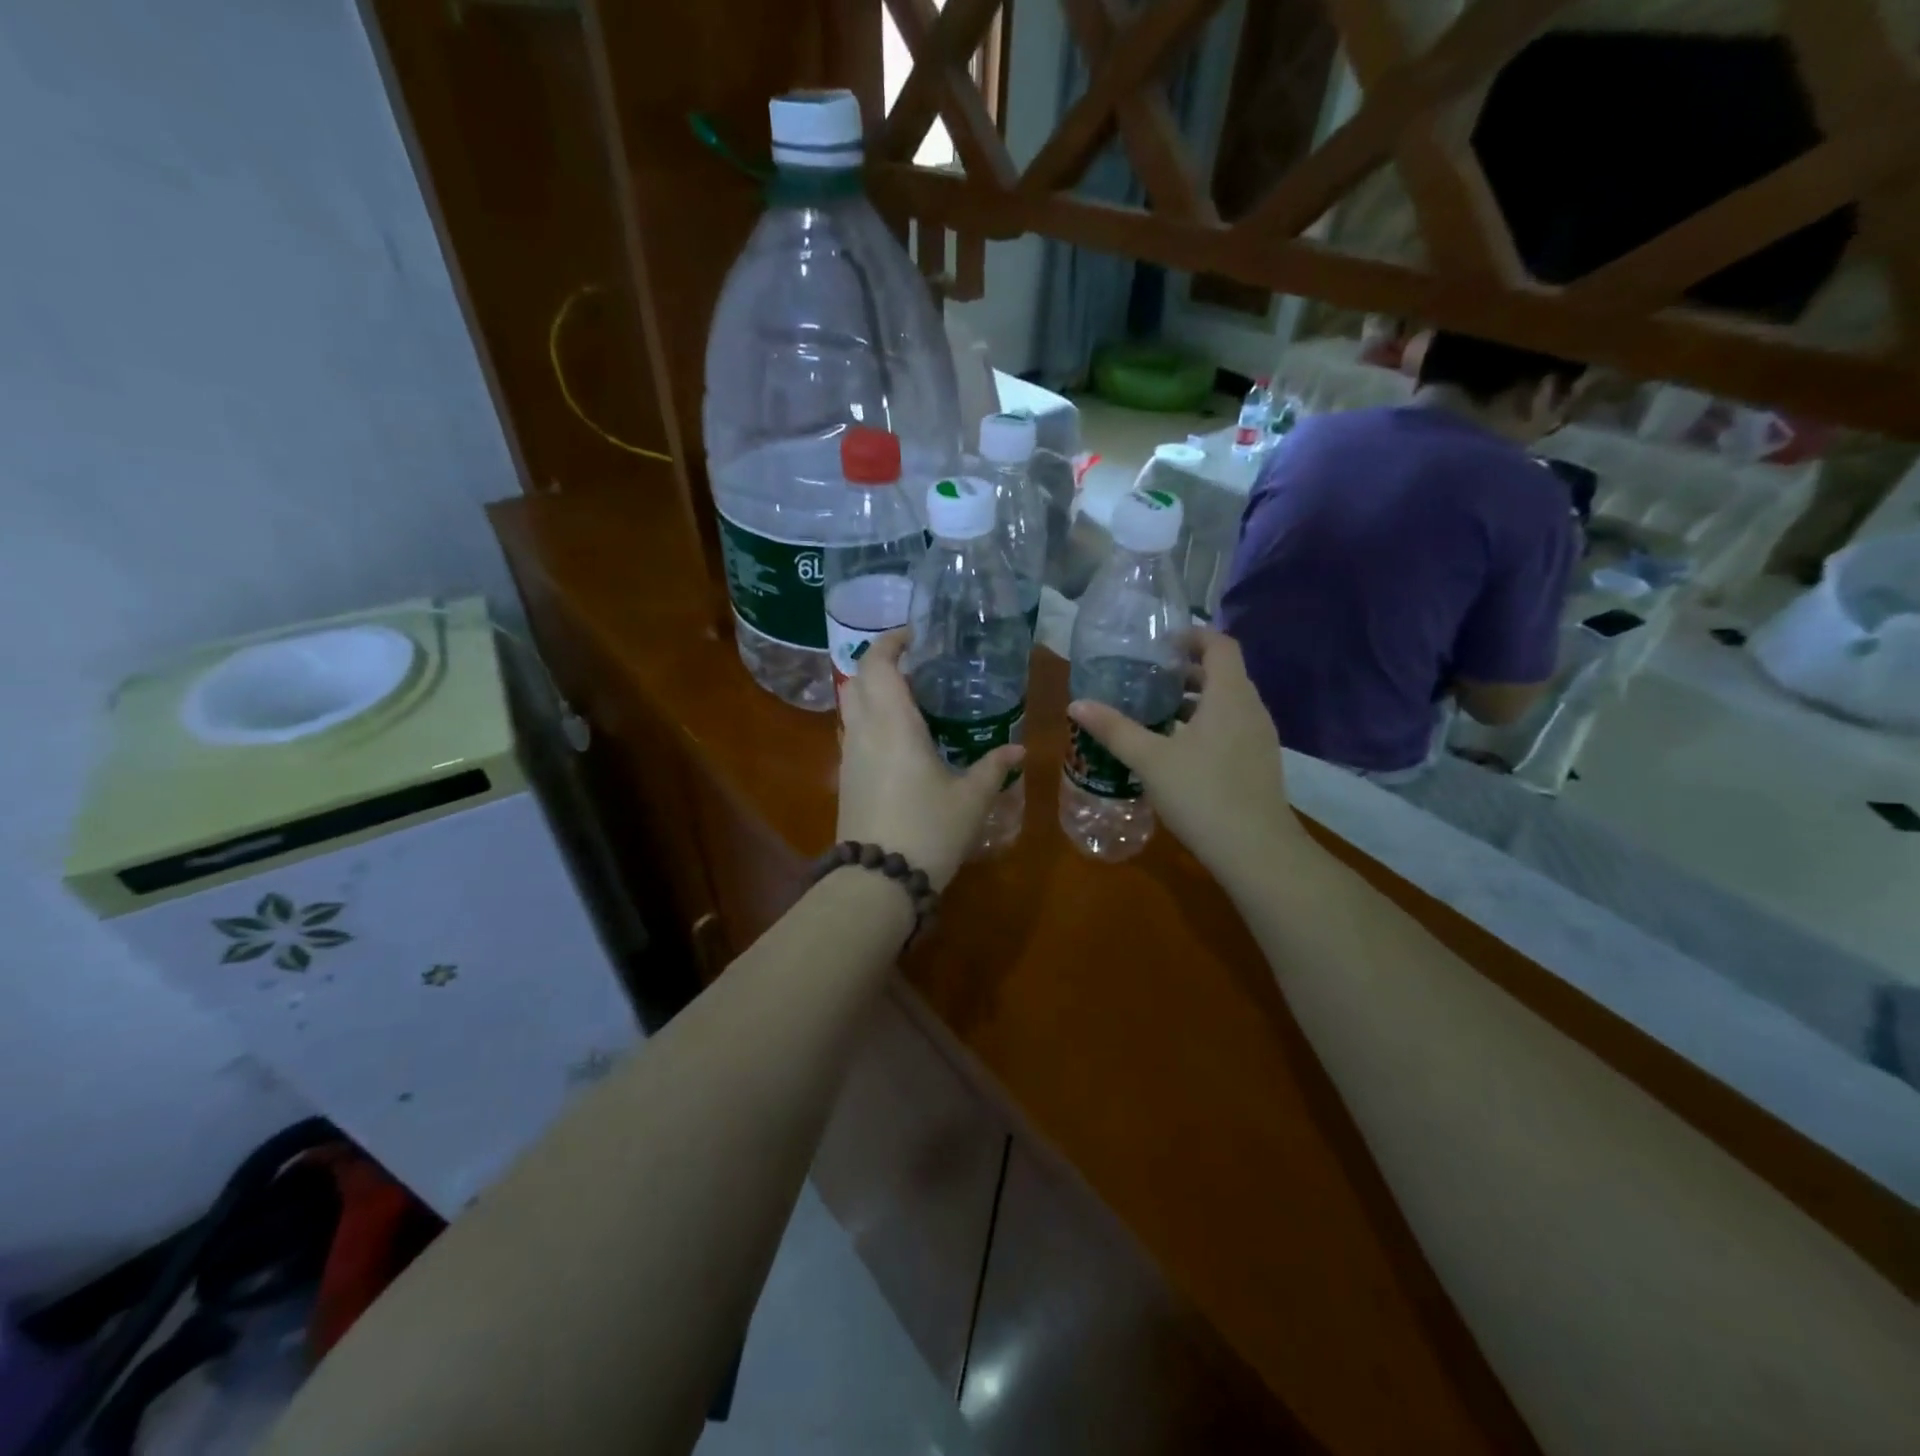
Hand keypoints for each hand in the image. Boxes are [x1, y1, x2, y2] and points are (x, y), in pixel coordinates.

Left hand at [836, 630, 1024, 890]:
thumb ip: (994, 768)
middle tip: (916, 664)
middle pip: (857, 678)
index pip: (878, 664)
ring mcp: (849, 755)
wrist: (877, 882)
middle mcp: (864, 731)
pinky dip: (870, 717)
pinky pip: (853, 731)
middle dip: (880, 662)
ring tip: (910, 697)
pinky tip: (899, 737)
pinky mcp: (845, 778)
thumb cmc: (928, 831)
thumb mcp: (971, 800)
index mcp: (893, 724)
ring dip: (872, 690)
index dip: (890, 641)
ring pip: (850, 705)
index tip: (915, 635)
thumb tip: (1018, 749)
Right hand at [1067, 628, 1304, 878]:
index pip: (1220, 645)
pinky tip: (1177, 750)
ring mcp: (1259, 738)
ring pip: (1227, 703)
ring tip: (1156, 713)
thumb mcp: (1150, 759)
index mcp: (1229, 696)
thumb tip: (1076, 704)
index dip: (1193, 635)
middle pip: (1223, 673)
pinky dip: (1205, 725)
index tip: (1161, 643)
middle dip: (1187, 671)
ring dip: (1195, 701)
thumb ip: (1114, 729)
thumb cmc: (1202, 793)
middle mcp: (1251, 709)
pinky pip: (1231, 727)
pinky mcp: (1258, 763)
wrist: (1256, 851)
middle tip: (1149, 678)